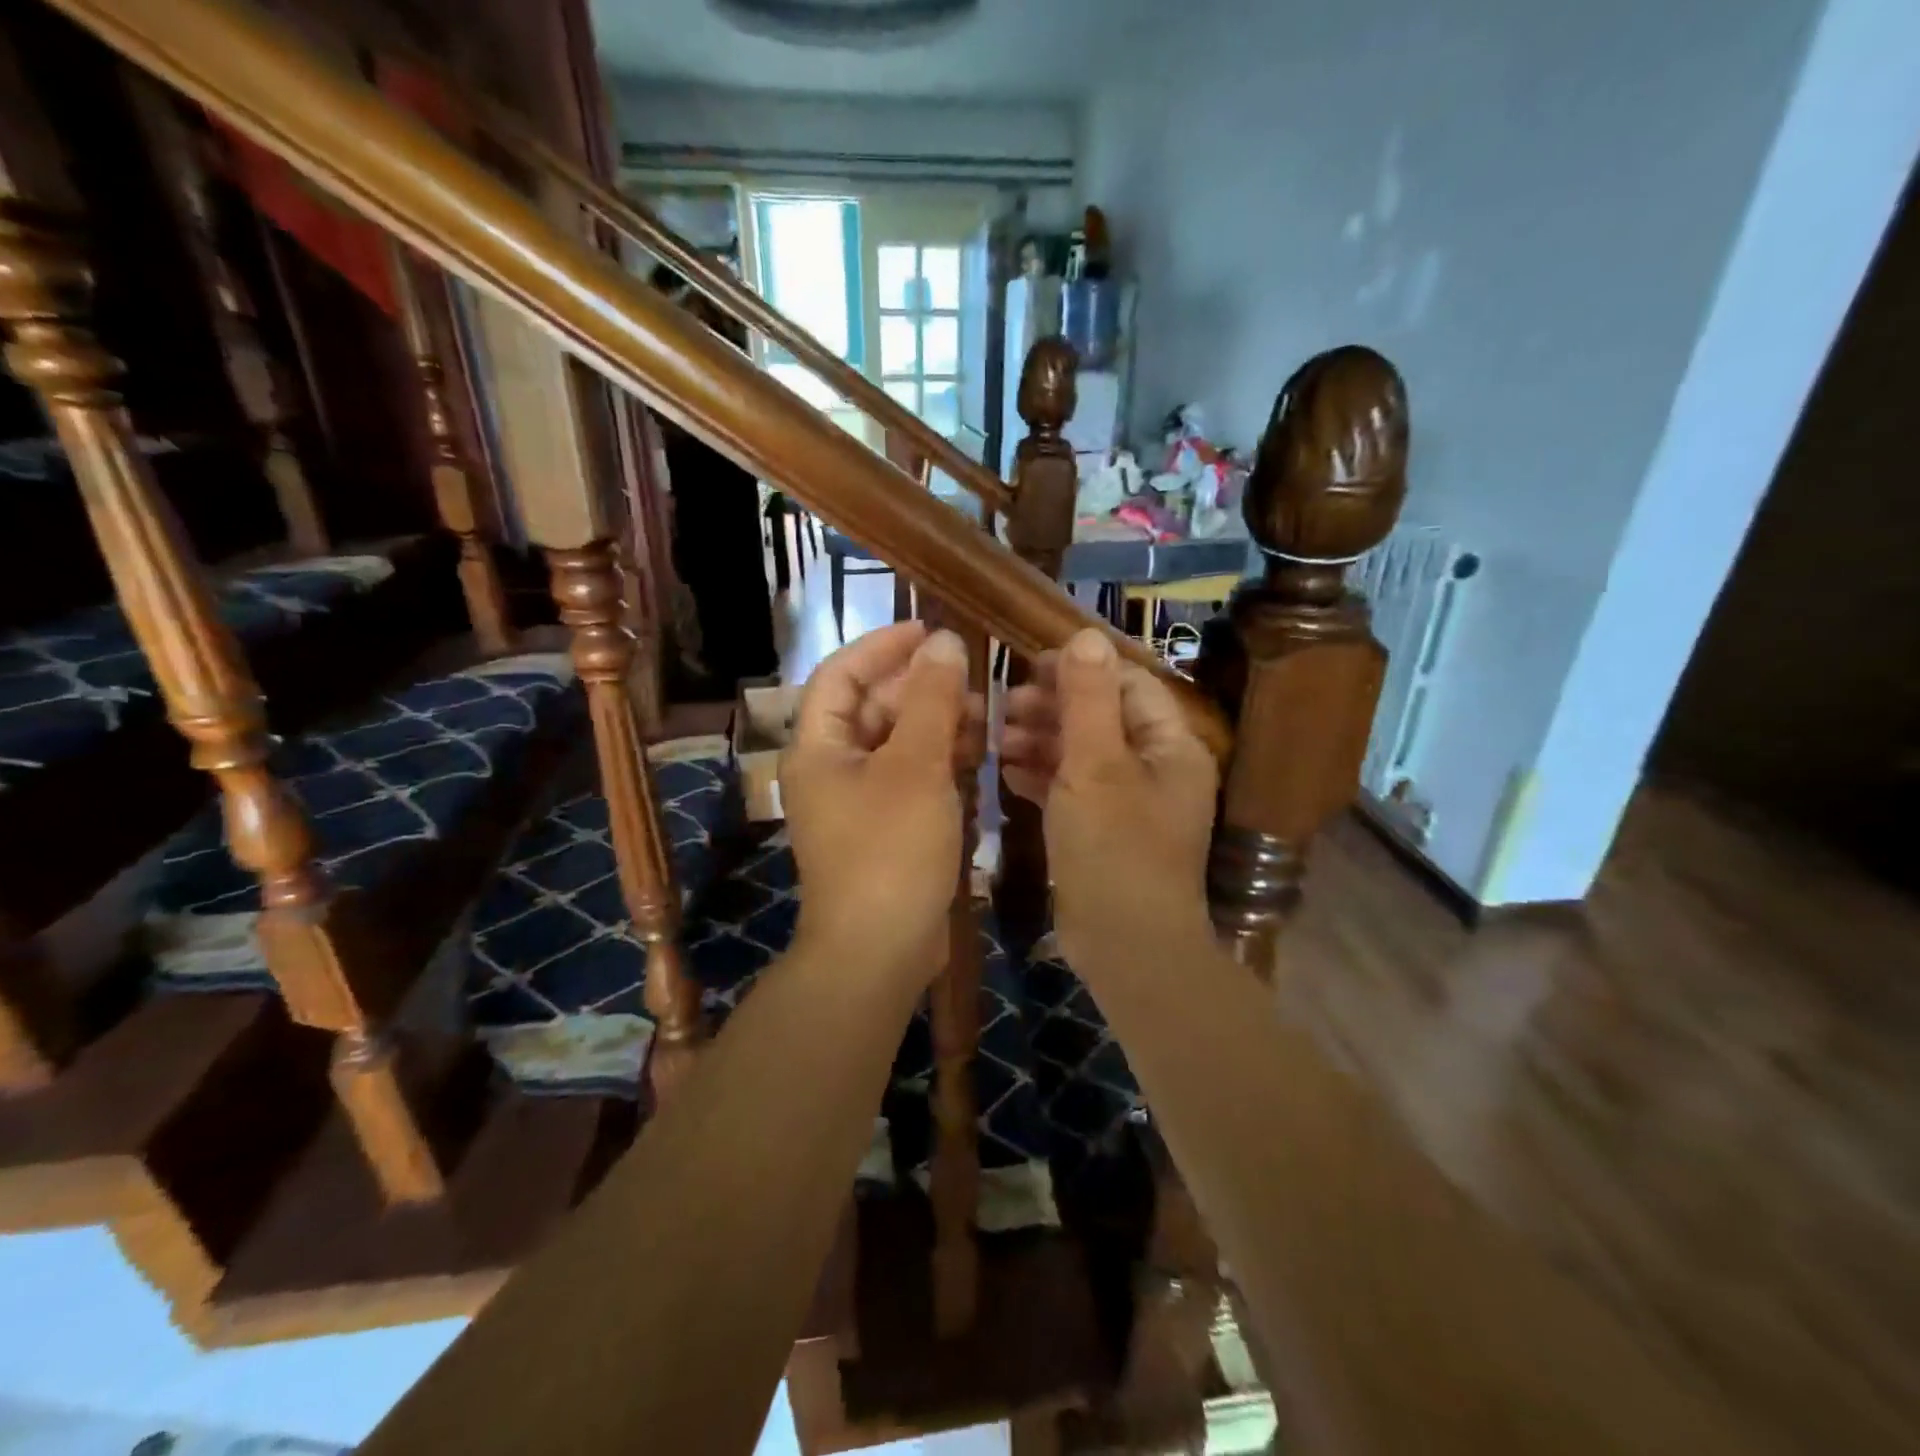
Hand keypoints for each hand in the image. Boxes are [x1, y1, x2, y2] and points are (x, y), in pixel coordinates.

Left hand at [781, 622, 982, 983]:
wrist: (881, 952)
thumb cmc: (890, 850)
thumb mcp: (915, 767)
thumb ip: (930, 700)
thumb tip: (943, 641)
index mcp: (819, 747)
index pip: (841, 673)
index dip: (882, 646)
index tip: (929, 629)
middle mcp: (833, 768)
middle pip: (873, 707)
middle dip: (921, 687)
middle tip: (970, 677)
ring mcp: (859, 802)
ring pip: (898, 743)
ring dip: (936, 724)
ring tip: (983, 715)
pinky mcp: (886, 829)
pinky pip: (911, 778)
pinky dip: (940, 762)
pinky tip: (977, 757)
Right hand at [1000, 629, 1217, 967]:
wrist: (1126, 948)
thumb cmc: (1114, 849)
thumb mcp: (1096, 766)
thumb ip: (1088, 699)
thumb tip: (1086, 635)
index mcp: (1171, 746)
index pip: (1127, 685)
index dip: (1079, 669)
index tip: (1028, 665)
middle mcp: (1156, 770)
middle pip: (1101, 718)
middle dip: (1052, 707)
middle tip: (1001, 704)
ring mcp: (1129, 804)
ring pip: (1082, 755)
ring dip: (1041, 741)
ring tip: (995, 736)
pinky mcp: (1103, 833)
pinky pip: (1073, 790)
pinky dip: (1042, 777)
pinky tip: (1005, 772)